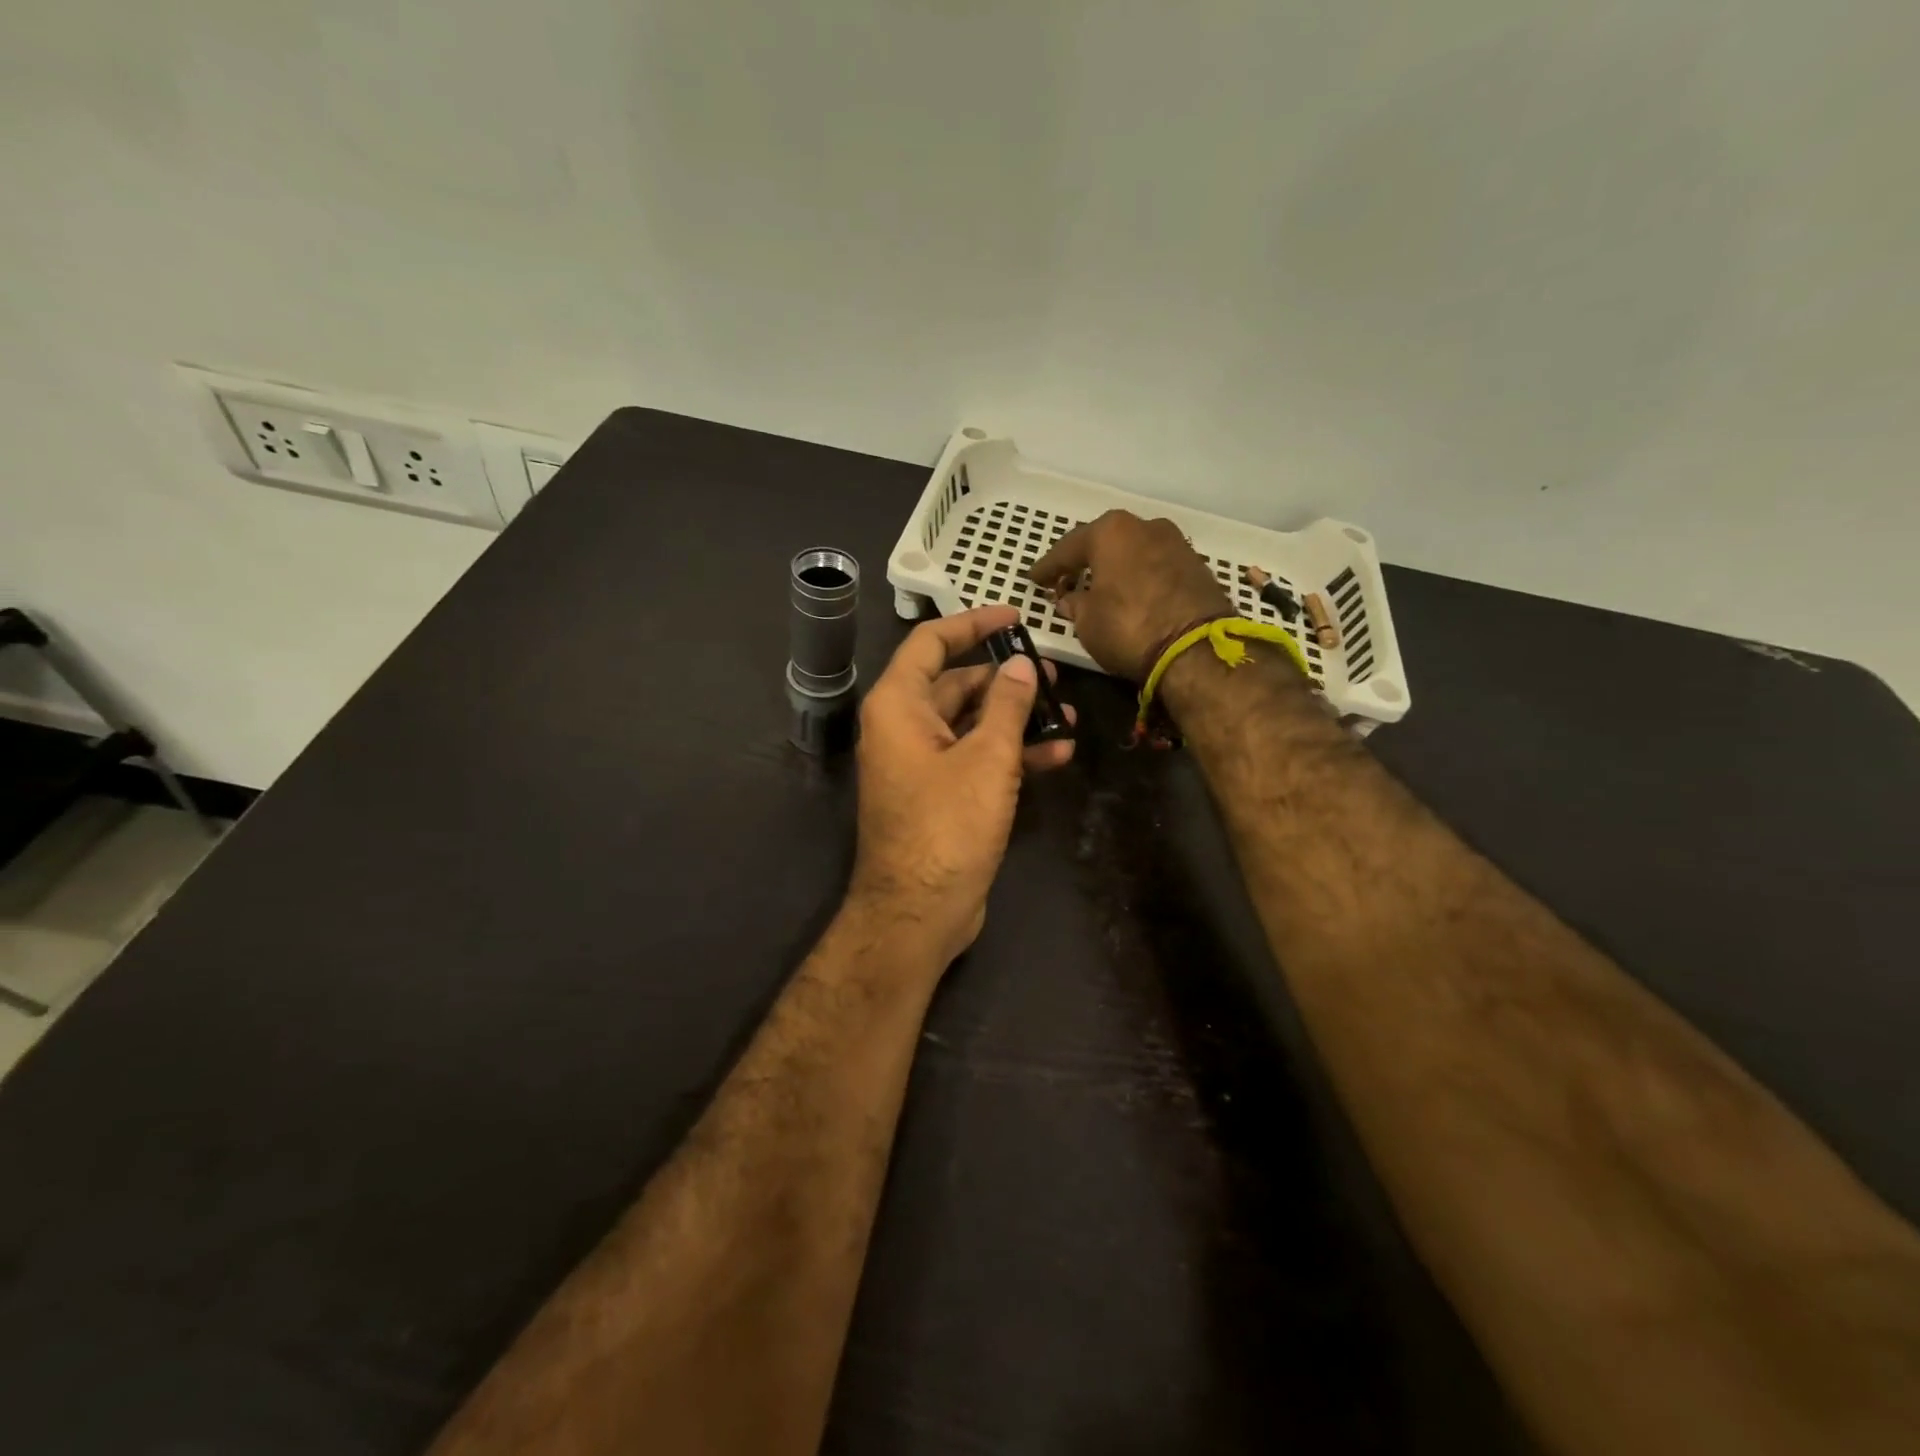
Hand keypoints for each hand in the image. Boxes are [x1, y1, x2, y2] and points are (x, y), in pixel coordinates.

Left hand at [848, 606, 1075, 966]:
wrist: (919, 912)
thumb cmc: (947, 826)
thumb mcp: (987, 758)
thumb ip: (1007, 705)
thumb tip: (1020, 666)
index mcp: (898, 705)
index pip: (931, 643)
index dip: (972, 623)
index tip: (1015, 616)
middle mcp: (903, 728)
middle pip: (956, 684)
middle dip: (1006, 679)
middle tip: (1054, 676)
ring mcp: (920, 763)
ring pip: (970, 724)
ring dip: (1016, 720)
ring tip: (1067, 717)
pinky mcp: (939, 794)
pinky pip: (973, 758)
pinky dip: (1009, 754)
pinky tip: (1055, 755)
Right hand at [1030, 511, 1231, 679]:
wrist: (1197, 649)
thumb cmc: (1129, 627)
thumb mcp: (1087, 622)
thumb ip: (1075, 604)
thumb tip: (1071, 599)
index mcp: (1110, 532)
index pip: (1068, 548)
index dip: (1048, 567)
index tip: (1034, 579)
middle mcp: (1144, 526)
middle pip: (1105, 542)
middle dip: (1085, 561)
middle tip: (1066, 579)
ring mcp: (1176, 543)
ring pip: (1134, 552)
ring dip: (1116, 568)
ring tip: (1100, 587)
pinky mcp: (1197, 565)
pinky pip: (1156, 566)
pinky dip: (1140, 577)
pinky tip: (1131, 593)